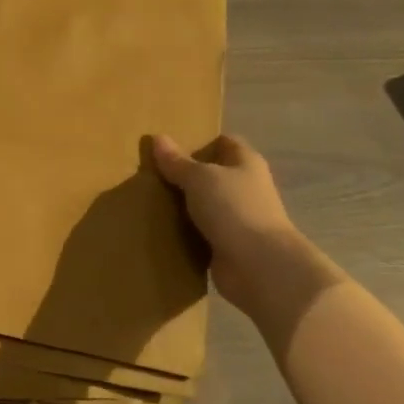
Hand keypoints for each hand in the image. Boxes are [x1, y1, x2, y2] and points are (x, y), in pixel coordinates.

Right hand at [153, 133, 309, 322]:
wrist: (259, 266)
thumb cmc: (233, 209)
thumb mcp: (200, 178)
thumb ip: (177, 161)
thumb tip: (158, 138)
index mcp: (245, 163)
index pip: (224, 143)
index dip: (199, 141)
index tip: (168, 145)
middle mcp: (244, 188)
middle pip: (211, 174)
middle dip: (183, 174)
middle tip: (148, 173)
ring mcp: (236, 218)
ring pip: (203, 204)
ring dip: (180, 205)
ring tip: (145, 199)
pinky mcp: (225, 244)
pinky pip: (199, 232)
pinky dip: (182, 231)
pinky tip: (157, 228)